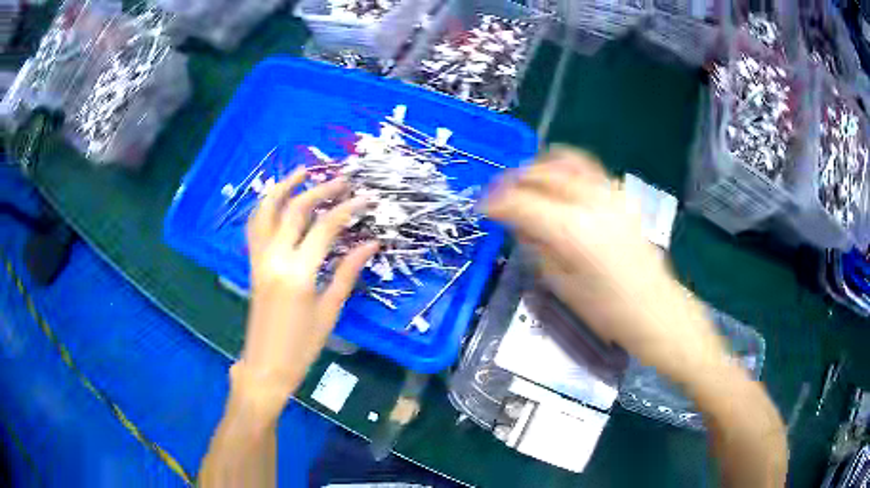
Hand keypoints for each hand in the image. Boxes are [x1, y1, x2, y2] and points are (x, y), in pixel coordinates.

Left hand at [237, 167, 378, 415]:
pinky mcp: (252, 264)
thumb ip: (348, 273)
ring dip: (283, 187)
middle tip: (343, 180)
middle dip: (321, 190)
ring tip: (302, 171)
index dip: (348, 209)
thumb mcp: (329, 310)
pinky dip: (265, 207)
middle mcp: (274, 258)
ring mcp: (259, 259)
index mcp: (298, 272)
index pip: (325, 228)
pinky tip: (277, 199)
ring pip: (266, 211)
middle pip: (296, 210)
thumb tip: (371, 243)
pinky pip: (254, 227)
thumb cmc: (302, 345)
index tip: (366, 199)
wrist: (266, 365)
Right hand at [483, 147, 725, 379]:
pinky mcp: (620, 196)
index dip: (496, 203)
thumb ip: (538, 247)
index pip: (521, 203)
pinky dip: (564, 168)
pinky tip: (557, 182)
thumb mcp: (562, 285)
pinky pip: (586, 168)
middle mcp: (590, 202)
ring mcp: (609, 194)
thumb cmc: (608, 311)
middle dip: (513, 181)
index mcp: (571, 231)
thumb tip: (520, 225)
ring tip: (525, 183)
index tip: (483, 209)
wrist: (655, 309)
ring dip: (538, 168)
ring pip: (564, 162)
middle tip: (499, 195)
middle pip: (542, 174)